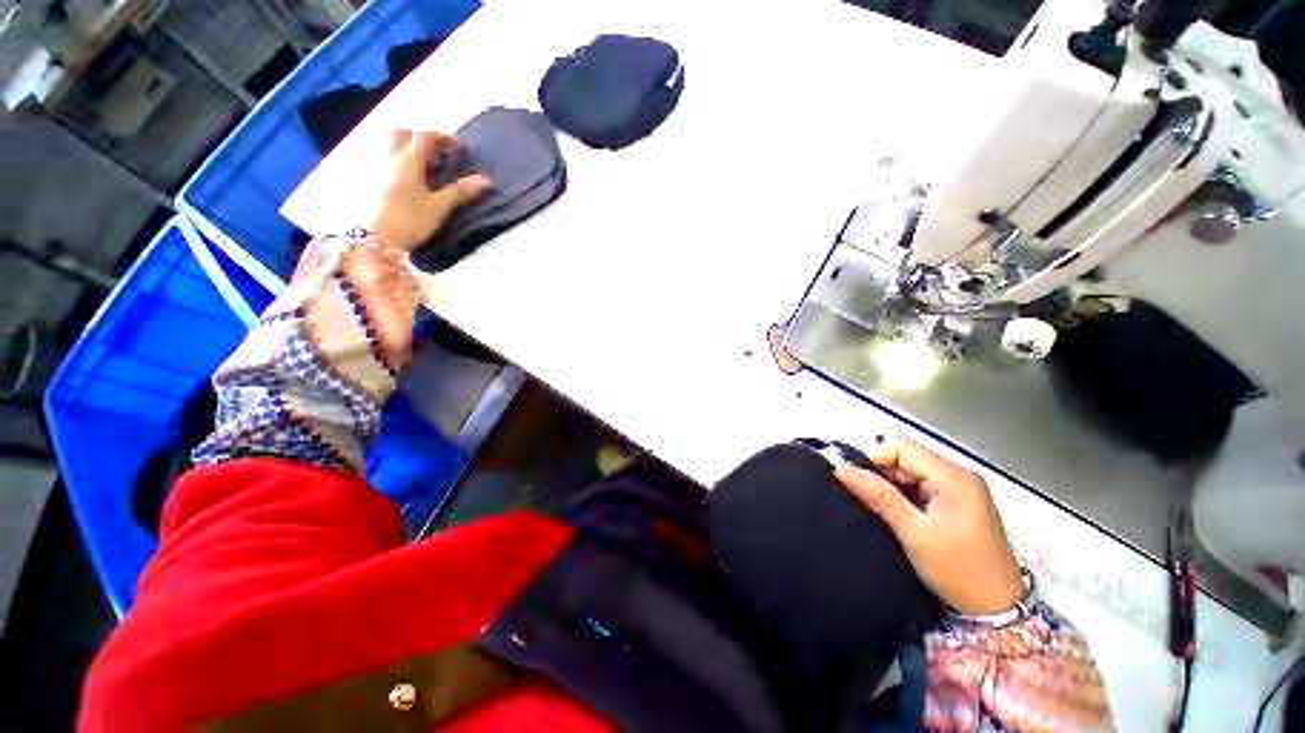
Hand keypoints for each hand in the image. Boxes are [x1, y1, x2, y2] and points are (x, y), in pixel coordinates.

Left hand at [366, 128, 491, 250]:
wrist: (376, 239)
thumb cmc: (409, 220)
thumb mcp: (439, 207)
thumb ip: (460, 191)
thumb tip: (486, 180)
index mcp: (408, 160)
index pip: (426, 136)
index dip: (445, 138)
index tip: (460, 149)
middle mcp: (390, 157)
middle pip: (403, 133)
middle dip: (422, 137)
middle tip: (438, 152)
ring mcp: (378, 168)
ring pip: (391, 145)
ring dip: (408, 147)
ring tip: (425, 165)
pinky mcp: (372, 181)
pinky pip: (386, 159)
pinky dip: (400, 160)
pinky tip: (410, 179)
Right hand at [835, 437, 1024, 614]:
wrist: (997, 611)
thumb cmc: (958, 570)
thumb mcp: (913, 533)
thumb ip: (878, 496)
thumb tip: (842, 469)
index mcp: (953, 477)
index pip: (900, 447)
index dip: (875, 459)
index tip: (861, 484)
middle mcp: (960, 475)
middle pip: (907, 456)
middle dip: (883, 474)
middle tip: (872, 502)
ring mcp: (963, 488)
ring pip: (912, 471)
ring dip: (894, 486)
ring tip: (887, 511)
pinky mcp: (960, 502)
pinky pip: (923, 485)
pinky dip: (906, 495)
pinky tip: (903, 515)